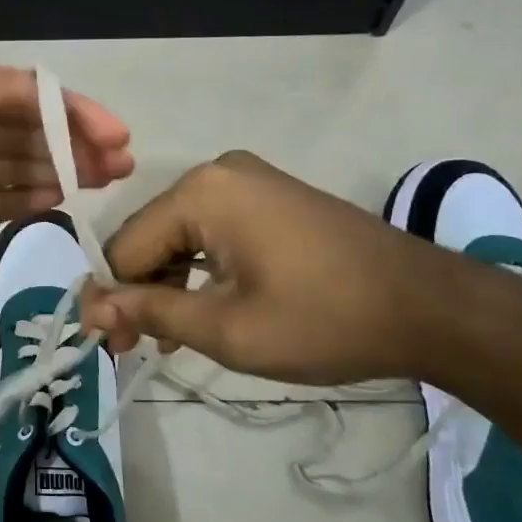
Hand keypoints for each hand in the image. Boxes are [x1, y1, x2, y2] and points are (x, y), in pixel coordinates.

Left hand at [0, 43, 133, 309]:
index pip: (12, 89)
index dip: (65, 106)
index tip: (113, 132)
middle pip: (19, 125)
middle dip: (71, 138)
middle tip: (121, 162)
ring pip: (13, 162)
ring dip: (60, 166)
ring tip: (108, 179)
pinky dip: (28, 197)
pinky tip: (64, 198)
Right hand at [80, 151, 444, 385]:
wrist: (431, 308)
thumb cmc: (323, 320)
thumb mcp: (227, 328)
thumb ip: (150, 311)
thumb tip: (90, 308)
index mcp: (201, 192)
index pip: (126, 245)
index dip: (110, 296)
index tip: (105, 344)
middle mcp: (217, 174)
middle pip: (152, 237)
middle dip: (139, 291)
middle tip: (134, 348)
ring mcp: (249, 182)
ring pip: (181, 237)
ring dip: (169, 285)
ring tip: (167, 339)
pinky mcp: (271, 198)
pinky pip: (213, 232)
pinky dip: (201, 271)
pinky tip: (201, 310)